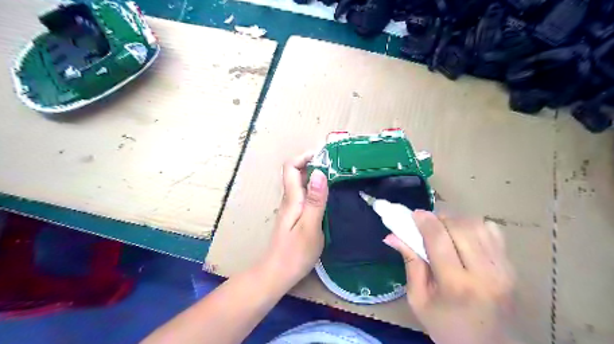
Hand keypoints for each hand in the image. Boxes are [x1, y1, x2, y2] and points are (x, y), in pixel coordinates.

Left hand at [264, 154, 330, 286]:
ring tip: (336, 176)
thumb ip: (315, 200)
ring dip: (316, 175)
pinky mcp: (295, 216)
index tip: (325, 155)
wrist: (277, 274)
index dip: (305, 156)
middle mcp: (289, 199)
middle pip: (296, 172)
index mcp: (291, 198)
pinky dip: (316, 189)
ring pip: (301, 183)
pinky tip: (328, 196)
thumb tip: (320, 172)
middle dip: (314, 163)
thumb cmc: (295, 253)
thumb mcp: (310, 227)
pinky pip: (304, 195)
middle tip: (336, 164)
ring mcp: (291, 208)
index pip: (291, 167)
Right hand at [382, 210, 516, 343]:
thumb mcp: (419, 300)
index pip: (438, 240)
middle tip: (427, 225)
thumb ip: (410, 264)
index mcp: (455, 285)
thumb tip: (392, 236)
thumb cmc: (447, 328)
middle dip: (439, 219)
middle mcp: (484, 273)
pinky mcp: (512, 268)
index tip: (414, 214)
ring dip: (456, 221)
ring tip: (445, 231)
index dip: (424, 221)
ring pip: (477, 225)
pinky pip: (492, 232)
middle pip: (459, 227)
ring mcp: (502, 269)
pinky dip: (474, 227)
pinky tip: (464, 238)